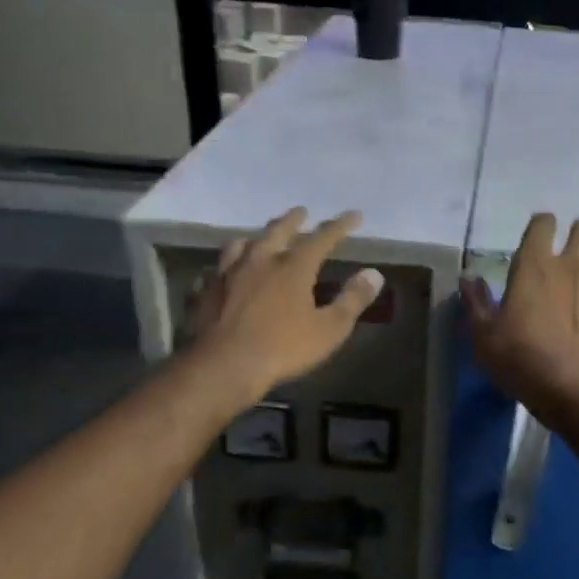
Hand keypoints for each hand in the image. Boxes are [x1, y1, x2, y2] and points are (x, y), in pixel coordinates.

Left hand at [185, 209, 383, 402]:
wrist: (222, 367)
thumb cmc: (283, 348)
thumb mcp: (329, 329)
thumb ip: (353, 299)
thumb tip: (374, 274)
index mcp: (293, 267)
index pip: (322, 237)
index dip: (340, 225)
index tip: (354, 215)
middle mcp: (259, 260)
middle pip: (278, 231)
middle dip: (293, 220)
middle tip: (301, 211)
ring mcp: (227, 274)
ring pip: (240, 245)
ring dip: (254, 238)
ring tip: (258, 239)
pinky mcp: (204, 292)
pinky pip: (214, 273)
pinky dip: (223, 271)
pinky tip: (221, 277)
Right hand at [462, 213, 578, 412]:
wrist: (576, 391)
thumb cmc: (521, 358)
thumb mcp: (484, 336)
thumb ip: (476, 303)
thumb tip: (468, 279)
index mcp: (535, 266)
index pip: (543, 224)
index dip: (541, 225)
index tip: (537, 235)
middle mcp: (572, 268)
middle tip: (567, 254)